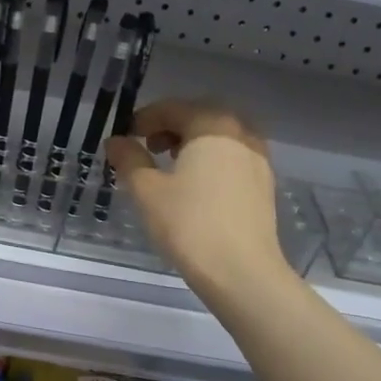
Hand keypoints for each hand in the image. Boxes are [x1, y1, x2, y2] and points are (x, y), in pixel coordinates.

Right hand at [104, 99, 289, 296]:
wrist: (242, 272)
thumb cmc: (189, 225)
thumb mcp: (147, 191)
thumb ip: (129, 159)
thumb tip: (116, 141)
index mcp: (212, 126)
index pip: (174, 108)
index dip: (145, 118)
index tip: (126, 135)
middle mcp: (241, 133)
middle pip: (201, 116)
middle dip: (172, 126)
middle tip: (148, 146)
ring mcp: (258, 159)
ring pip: (221, 137)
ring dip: (193, 142)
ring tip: (170, 165)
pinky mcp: (264, 185)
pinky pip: (233, 158)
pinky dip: (211, 160)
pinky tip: (196, 185)